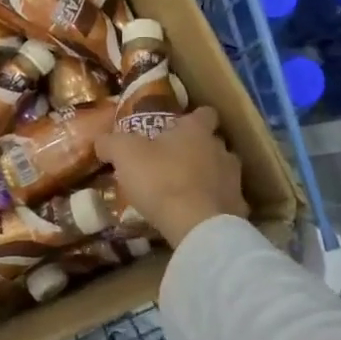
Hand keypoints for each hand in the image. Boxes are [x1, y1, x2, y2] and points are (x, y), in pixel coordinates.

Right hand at [94, 107, 246, 247]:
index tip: (178, 128)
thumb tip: (102, 140)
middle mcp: (221, 149)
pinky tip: (197, 215)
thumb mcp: (125, 154)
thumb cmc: (161, 179)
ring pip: (222, 172)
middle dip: (198, 150)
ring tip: (186, 191)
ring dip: (208, 177)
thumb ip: (112, 143)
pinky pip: (226, 202)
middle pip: (213, 143)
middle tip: (173, 162)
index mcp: (196, 131)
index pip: (204, 113)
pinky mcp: (239, 209)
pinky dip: (214, 205)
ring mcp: (234, 180)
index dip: (192, 119)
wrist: (197, 225)